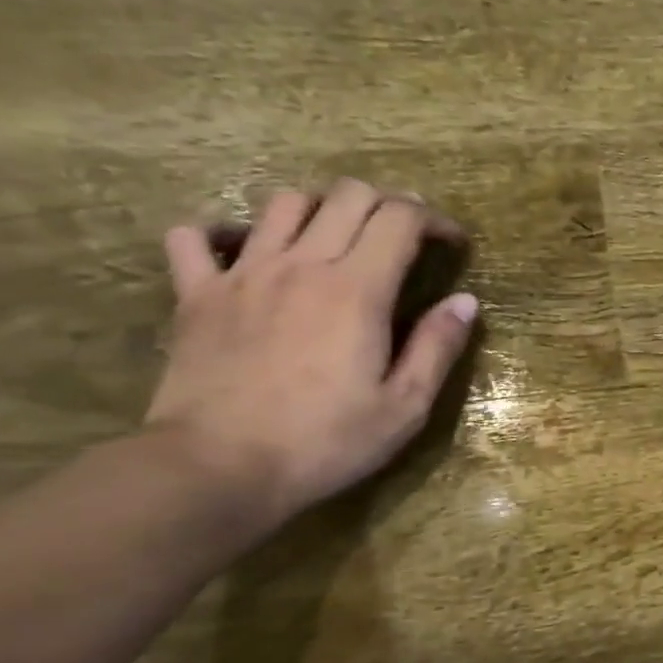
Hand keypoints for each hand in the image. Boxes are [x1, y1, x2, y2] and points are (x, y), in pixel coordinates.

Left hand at [144, 179, 477, 527]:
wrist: (218, 467)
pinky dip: (224, 231)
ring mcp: (242, 273)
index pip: (401, 219)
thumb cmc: (325, 442)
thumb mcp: (405, 406)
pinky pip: (196, 236)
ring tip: (339, 238)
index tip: (453, 244)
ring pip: (283, 202)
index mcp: (357, 289)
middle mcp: (301, 264)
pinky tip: (245, 251)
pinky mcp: (196, 294)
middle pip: (347, 195)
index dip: (434, 219)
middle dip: (387, 203)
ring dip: (322, 208)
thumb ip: (438, 347)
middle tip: (405, 236)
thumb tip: (466, 302)